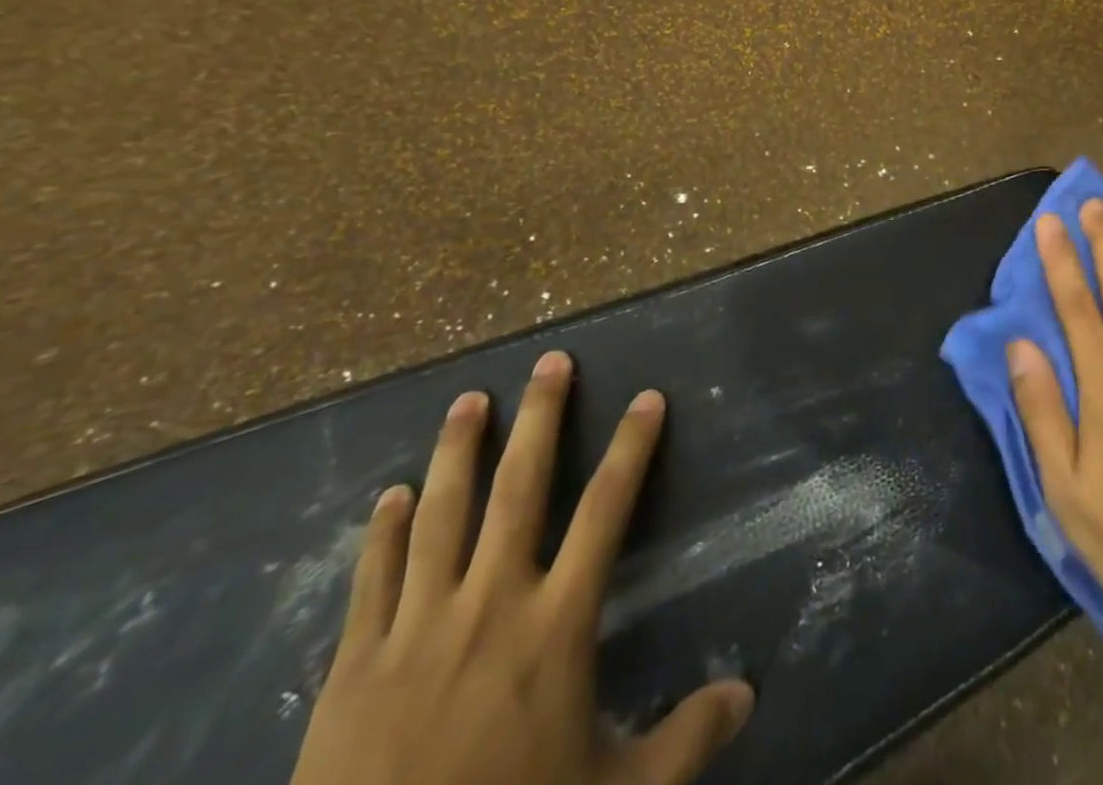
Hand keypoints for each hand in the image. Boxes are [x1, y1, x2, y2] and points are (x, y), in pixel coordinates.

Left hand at [290, 353, 752, 784]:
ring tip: (469, 400)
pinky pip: (375, 578)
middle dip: (540, 418)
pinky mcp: (354, 666)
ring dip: (458, 450)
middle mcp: (491, 604)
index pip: (607, 510)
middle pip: (520, 488)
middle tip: (551, 362)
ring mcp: (417, 629)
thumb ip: (685, 740)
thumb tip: (749, 695)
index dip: (632, 448)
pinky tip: (391, 495)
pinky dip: (385, 530)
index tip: (647, 398)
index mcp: (556, 625)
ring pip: (442, 514)